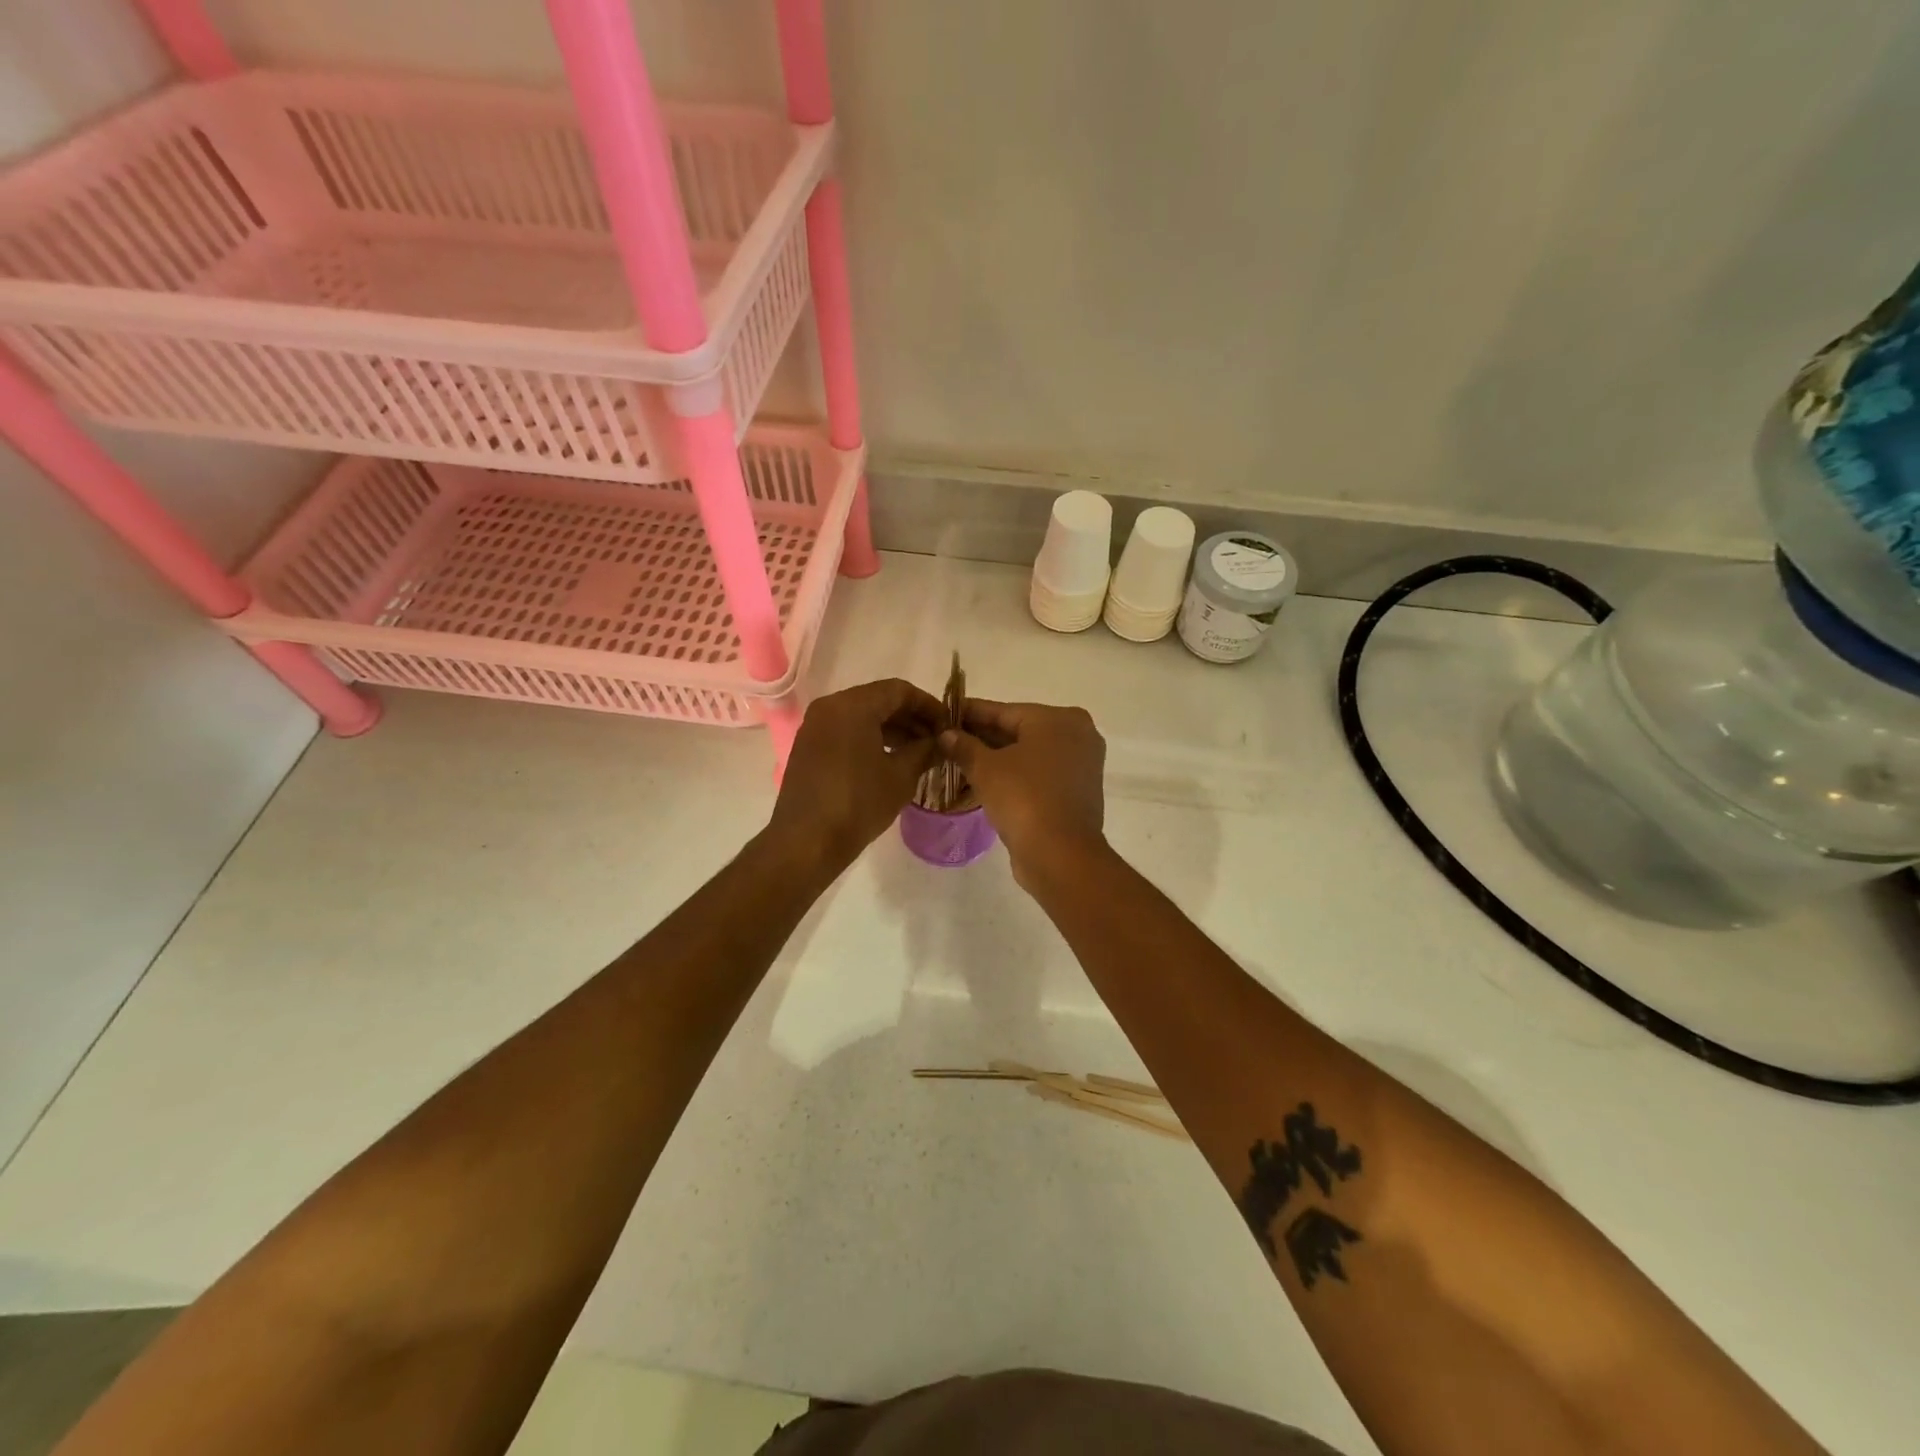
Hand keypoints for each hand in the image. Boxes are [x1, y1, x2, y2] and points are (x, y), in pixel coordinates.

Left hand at [767, 678, 943, 870]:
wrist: (806, 842)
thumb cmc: (858, 803)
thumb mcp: (901, 776)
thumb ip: (925, 750)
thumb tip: (941, 741)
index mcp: (852, 706)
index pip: (899, 690)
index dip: (928, 705)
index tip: (949, 724)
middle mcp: (830, 707)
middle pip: (879, 700)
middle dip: (911, 718)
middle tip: (937, 740)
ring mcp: (815, 727)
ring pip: (862, 716)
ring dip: (892, 730)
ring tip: (919, 753)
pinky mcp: (809, 748)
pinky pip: (846, 732)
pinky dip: (871, 739)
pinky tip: (891, 761)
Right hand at [941, 700, 1107, 887]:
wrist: (1060, 854)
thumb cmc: (1023, 798)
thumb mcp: (985, 768)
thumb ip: (964, 745)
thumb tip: (946, 734)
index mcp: (1059, 719)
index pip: (1004, 711)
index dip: (970, 713)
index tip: (945, 714)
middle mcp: (1077, 735)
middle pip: (1019, 731)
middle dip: (983, 737)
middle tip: (947, 740)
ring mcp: (1081, 765)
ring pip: (1029, 755)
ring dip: (997, 758)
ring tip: (960, 761)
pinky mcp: (1077, 792)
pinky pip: (1039, 775)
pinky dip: (1015, 776)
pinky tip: (985, 781)